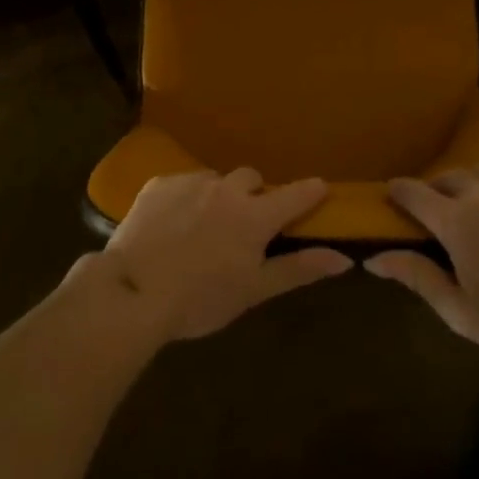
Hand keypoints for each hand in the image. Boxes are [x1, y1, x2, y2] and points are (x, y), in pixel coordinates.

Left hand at [99, 170, 351, 341]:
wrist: (133, 291)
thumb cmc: (200, 299)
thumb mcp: (254, 290)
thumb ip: (298, 269)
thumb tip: (344, 259)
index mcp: (254, 216)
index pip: (295, 194)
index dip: (311, 191)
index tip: (319, 190)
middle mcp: (226, 189)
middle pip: (251, 179)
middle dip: (254, 195)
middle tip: (244, 224)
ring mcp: (190, 182)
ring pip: (215, 180)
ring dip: (217, 196)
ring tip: (201, 228)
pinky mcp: (159, 183)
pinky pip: (182, 183)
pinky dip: (185, 199)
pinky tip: (171, 226)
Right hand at [365, 168, 478, 360]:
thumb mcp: (462, 312)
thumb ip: (418, 278)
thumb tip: (373, 260)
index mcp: (456, 221)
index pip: (415, 194)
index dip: (399, 191)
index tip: (391, 191)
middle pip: (449, 177)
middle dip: (435, 186)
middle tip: (434, 203)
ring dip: (471, 183)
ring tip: (474, 199)